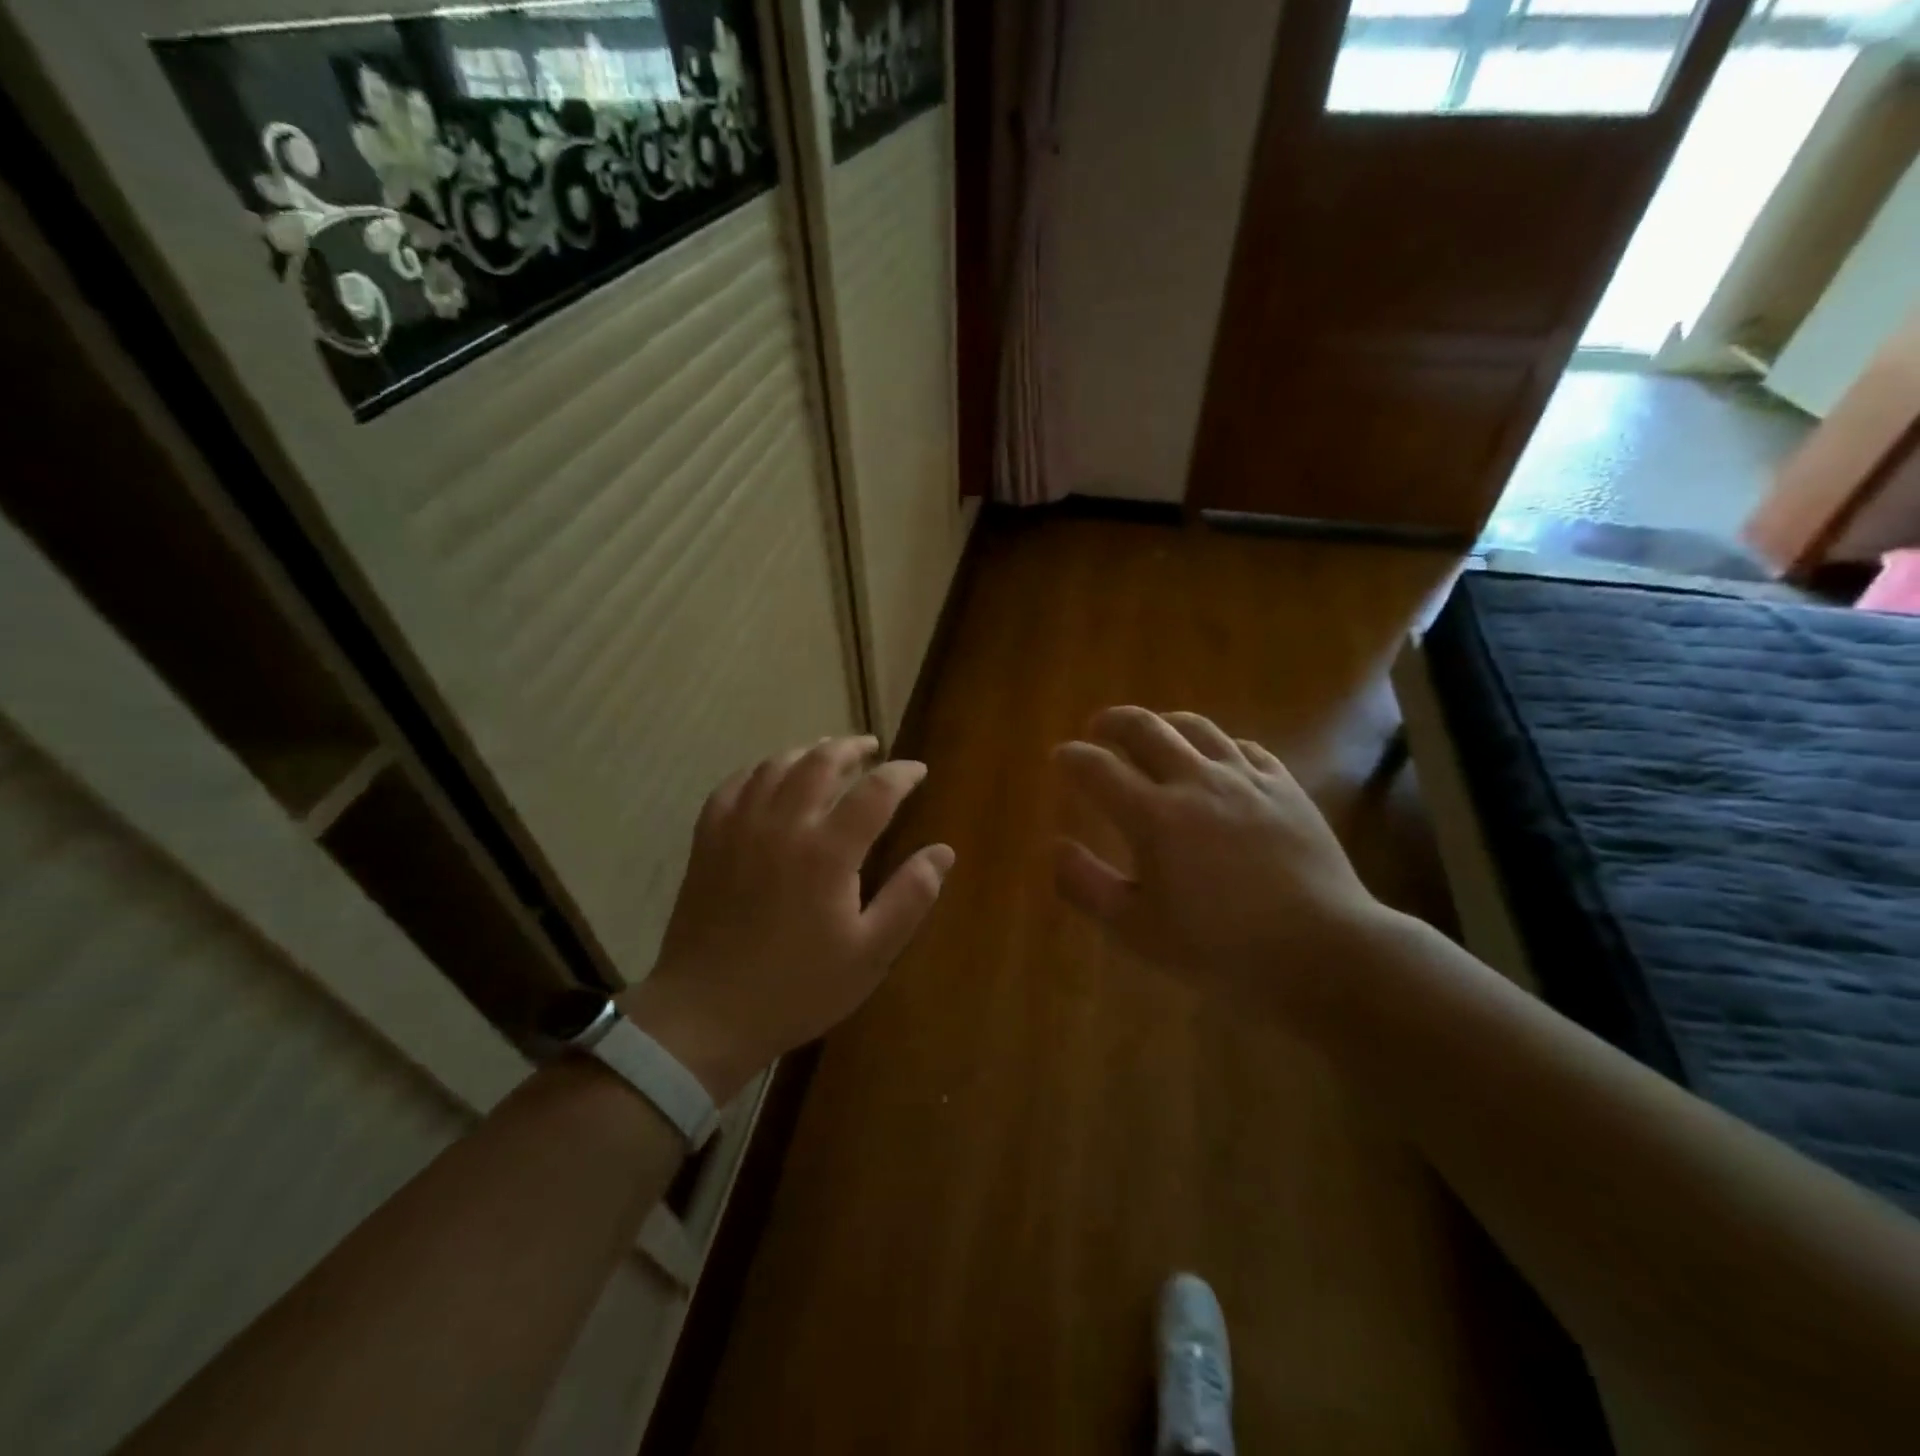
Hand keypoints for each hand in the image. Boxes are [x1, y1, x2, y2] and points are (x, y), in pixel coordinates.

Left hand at [619, 737, 953, 1100]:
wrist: (707, 1015)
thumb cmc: (798, 987)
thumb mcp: (871, 953)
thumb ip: (911, 897)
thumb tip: (943, 851)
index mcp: (827, 851)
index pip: (875, 790)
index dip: (902, 774)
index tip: (918, 771)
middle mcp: (783, 824)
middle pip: (821, 762)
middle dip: (851, 748)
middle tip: (872, 748)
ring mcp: (739, 828)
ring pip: (775, 765)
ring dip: (808, 752)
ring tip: (827, 754)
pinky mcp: (708, 841)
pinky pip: (734, 786)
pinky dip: (759, 771)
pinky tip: (769, 778)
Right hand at [1052, 706, 1389, 1019]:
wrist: (1323, 952)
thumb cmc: (1221, 949)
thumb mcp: (1138, 930)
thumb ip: (1087, 885)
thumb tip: (1055, 848)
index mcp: (1154, 816)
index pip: (1098, 769)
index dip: (1072, 758)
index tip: (1061, 757)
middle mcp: (1196, 782)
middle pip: (1145, 728)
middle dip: (1112, 722)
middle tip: (1097, 729)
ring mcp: (1246, 779)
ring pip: (1196, 728)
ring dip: (1163, 723)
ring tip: (1152, 732)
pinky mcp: (1285, 788)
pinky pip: (1244, 747)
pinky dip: (1217, 745)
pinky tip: (1216, 759)